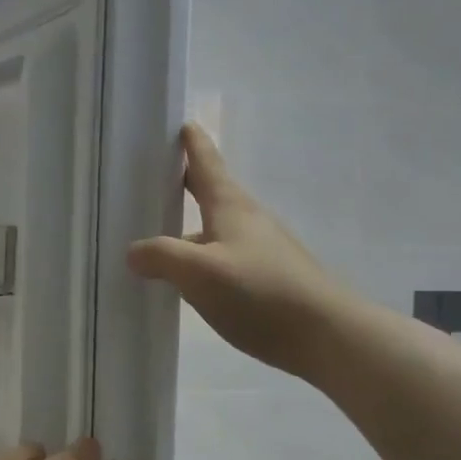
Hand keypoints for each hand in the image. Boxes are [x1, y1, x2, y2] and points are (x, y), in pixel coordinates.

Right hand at [127, 123, 341, 378]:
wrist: (326, 336)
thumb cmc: (260, 292)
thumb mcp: (199, 272)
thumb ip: (161, 257)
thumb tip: (134, 251)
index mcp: (231, 207)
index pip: (207, 163)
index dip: (193, 143)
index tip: (182, 123)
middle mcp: (247, 221)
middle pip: (211, 194)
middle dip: (185, 184)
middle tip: (154, 179)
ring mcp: (261, 251)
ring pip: (215, 231)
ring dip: (189, 229)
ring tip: (158, 240)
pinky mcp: (268, 280)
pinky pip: (224, 259)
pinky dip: (201, 260)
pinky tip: (188, 283)